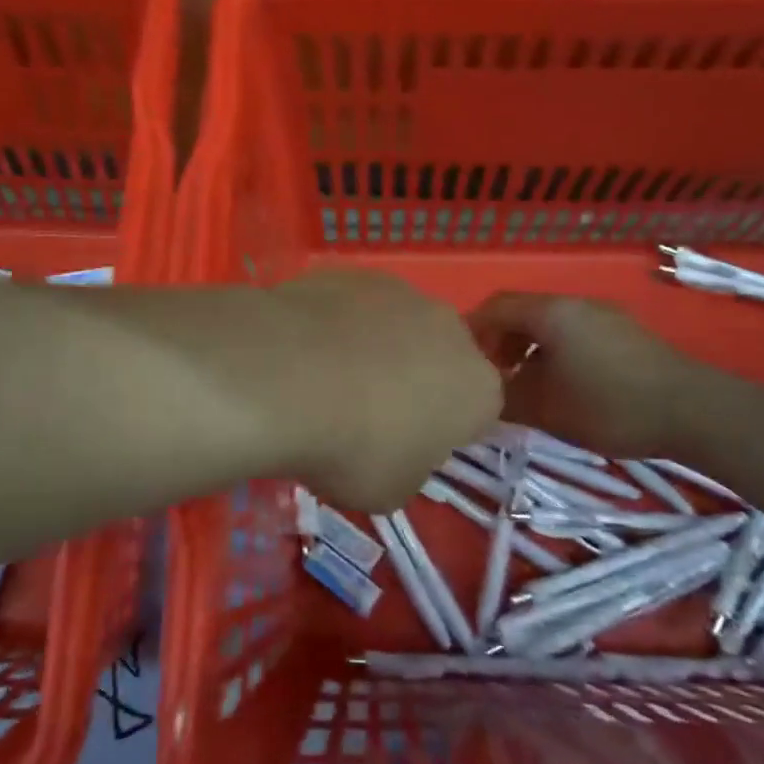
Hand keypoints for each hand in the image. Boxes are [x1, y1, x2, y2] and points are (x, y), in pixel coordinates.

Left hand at [267, 272, 500, 510]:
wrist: (286, 377)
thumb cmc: (353, 448)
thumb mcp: (391, 490)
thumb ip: (410, 465)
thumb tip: (397, 447)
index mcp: (477, 389)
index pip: (477, 411)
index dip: (442, 430)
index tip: (406, 446)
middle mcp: (450, 329)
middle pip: (440, 357)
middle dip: (414, 379)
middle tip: (367, 412)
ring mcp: (400, 291)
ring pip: (397, 325)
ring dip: (375, 347)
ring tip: (325, 379)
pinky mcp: (352, 272)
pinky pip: (353, 305)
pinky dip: (336, 324)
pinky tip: (301, 349)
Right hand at [468, 292, 713, 458]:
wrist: (693, 411)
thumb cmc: (610, 405)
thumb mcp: (546, 408)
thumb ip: (505, 398)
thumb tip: (480, 397)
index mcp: (551, 313)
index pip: (495, 307)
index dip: (473, 331)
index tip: (462, 362)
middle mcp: (575, 304)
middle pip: (522, 312)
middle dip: (499, 341)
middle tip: (491, 376)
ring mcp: (604, 315)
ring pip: (550, 324)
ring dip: (528, 348)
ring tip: (524, 384)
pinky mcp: (625, 333)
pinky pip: (574, 333)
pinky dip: (554, 352)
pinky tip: (562, 385)